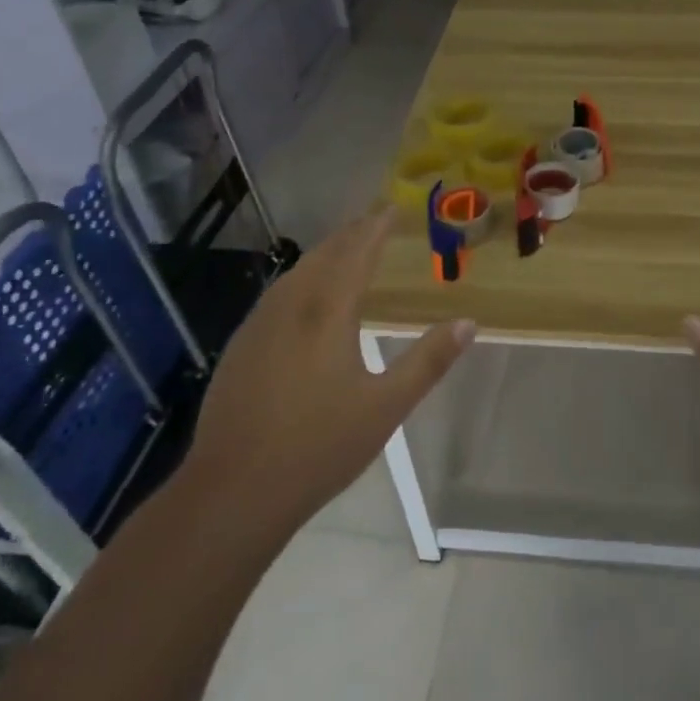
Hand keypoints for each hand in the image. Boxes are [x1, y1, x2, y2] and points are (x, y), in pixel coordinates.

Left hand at [179, 208, 472, 534]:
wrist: (232, 492)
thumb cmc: (318, 447)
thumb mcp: (386, 406)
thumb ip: (428, 361)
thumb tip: (468, 323)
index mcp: (326, 314)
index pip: (355, 254)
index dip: (375, 228)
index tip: (392, 208)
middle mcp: (289, 308)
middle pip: (322, 256)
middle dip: (350, 234)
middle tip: (373, 222)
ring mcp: (257, 327)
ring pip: (295, 273)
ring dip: (324, 255)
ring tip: (345, 250)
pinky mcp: (240, 348)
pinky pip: (277, 295)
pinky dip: (301, 279)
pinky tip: (304, 298)